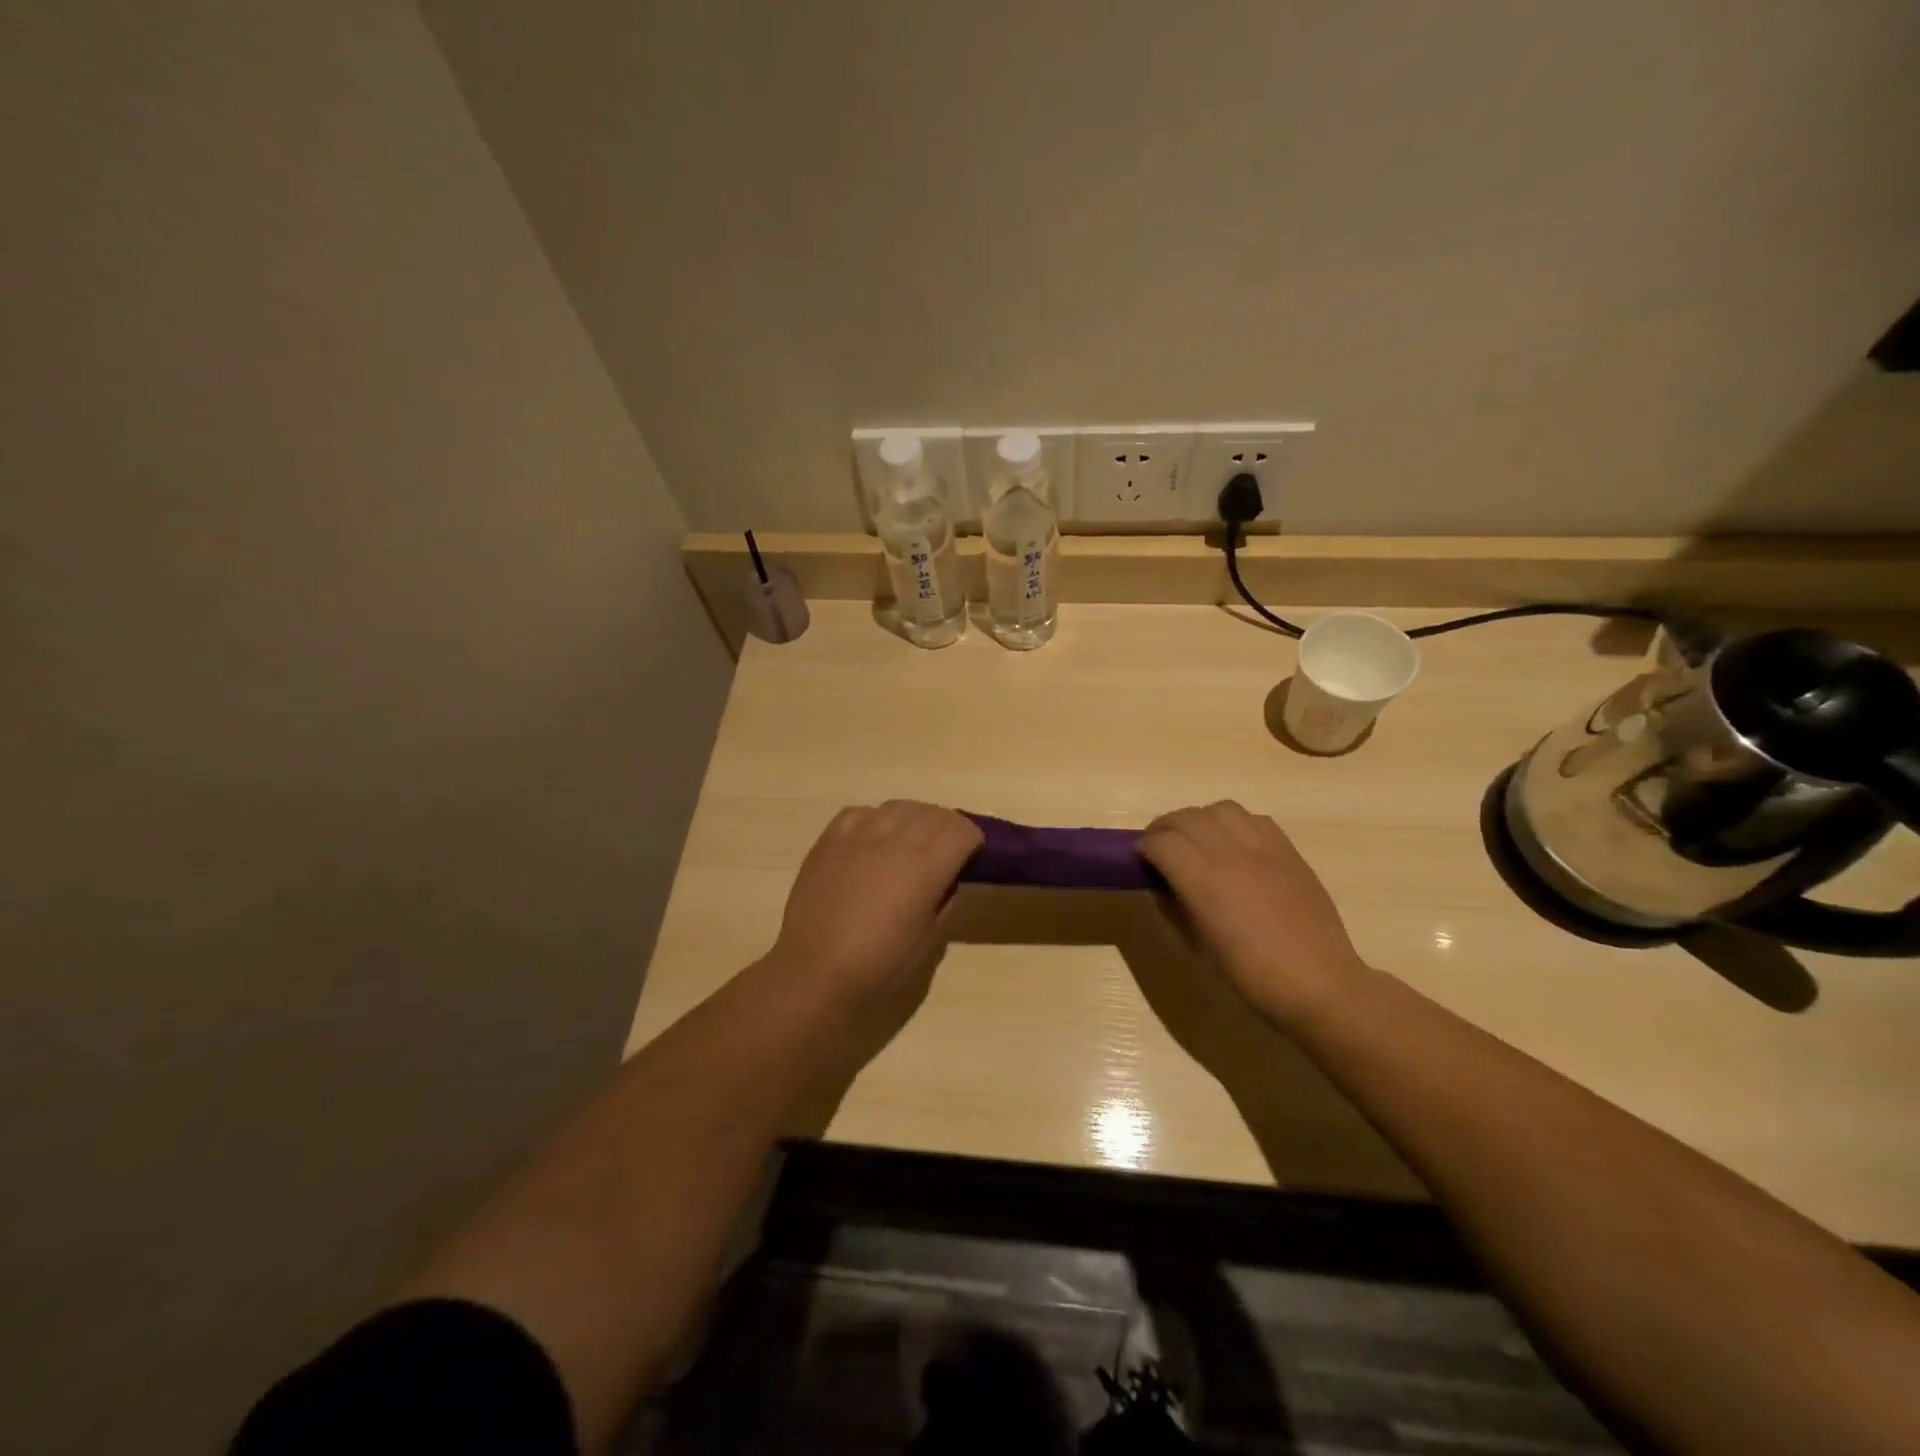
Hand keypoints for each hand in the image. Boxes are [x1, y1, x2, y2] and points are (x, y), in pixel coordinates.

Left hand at [770, 801, 982, 1022]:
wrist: (814, 973)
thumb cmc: (878, 966)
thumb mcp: (929, 941)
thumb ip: (945, 900)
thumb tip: (948, 878)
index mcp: (924, 867)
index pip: (962, 830)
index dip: (972, 842)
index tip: (971, 858)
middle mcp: (894, 840)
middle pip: (934, 813)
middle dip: (948, 828)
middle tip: (947, 852)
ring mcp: (858, 834)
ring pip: (899, 806)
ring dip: (915, 820)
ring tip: (912, 842)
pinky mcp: (830, 838)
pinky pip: (863, 812)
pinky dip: (878, 820)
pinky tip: (875, 841)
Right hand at [1138, 801, 1369, 1028]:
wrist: (1320, 984)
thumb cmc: (1252, 975)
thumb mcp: (1200, 945)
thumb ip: (1176, 906)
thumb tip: (1163, 883)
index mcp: (1205, 884)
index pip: (1163, 842)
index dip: (1145, 846)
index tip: (1141, 858)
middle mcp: (1232, 856)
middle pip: (1187, 817)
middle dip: (1165, 827)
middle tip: (1160, 845)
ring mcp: (1265, 850)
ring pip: (1221, 809)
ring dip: (1200, 819)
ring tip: (1198, 839)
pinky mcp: (1290, 852)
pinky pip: (1255, 819)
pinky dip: (1235, 824)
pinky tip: (1235, 845)